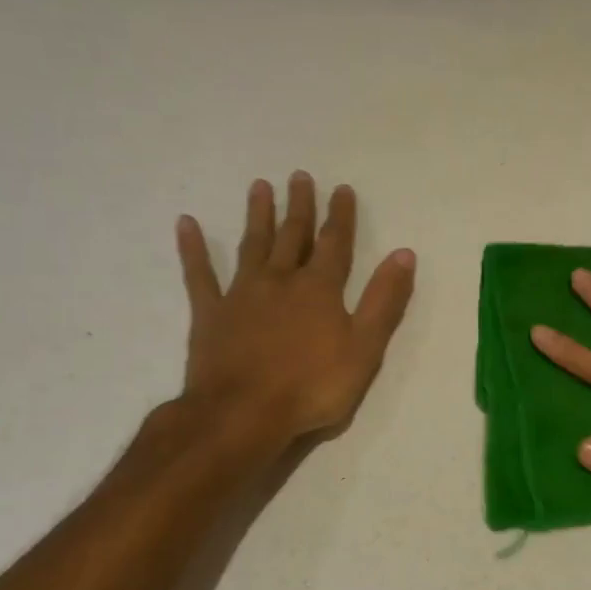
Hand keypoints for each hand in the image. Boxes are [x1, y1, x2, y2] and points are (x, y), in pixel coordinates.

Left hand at [174, 172, 414, 448]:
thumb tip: (404, 254)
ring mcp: (242, 295)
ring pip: (252, 246)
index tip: (342, 189)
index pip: (335, 244)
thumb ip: (385, 300)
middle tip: (299, 176)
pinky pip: (199, 274)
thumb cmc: (313, 386)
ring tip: (259, 187)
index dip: (341, 216)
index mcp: (320, 289)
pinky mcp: (210, 314)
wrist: (243, 413)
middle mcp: (281, 281)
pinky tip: (186, 223)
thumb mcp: (365, 347)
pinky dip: (193, 249)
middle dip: (300, 206)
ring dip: (257, 215)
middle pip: (293, 236)